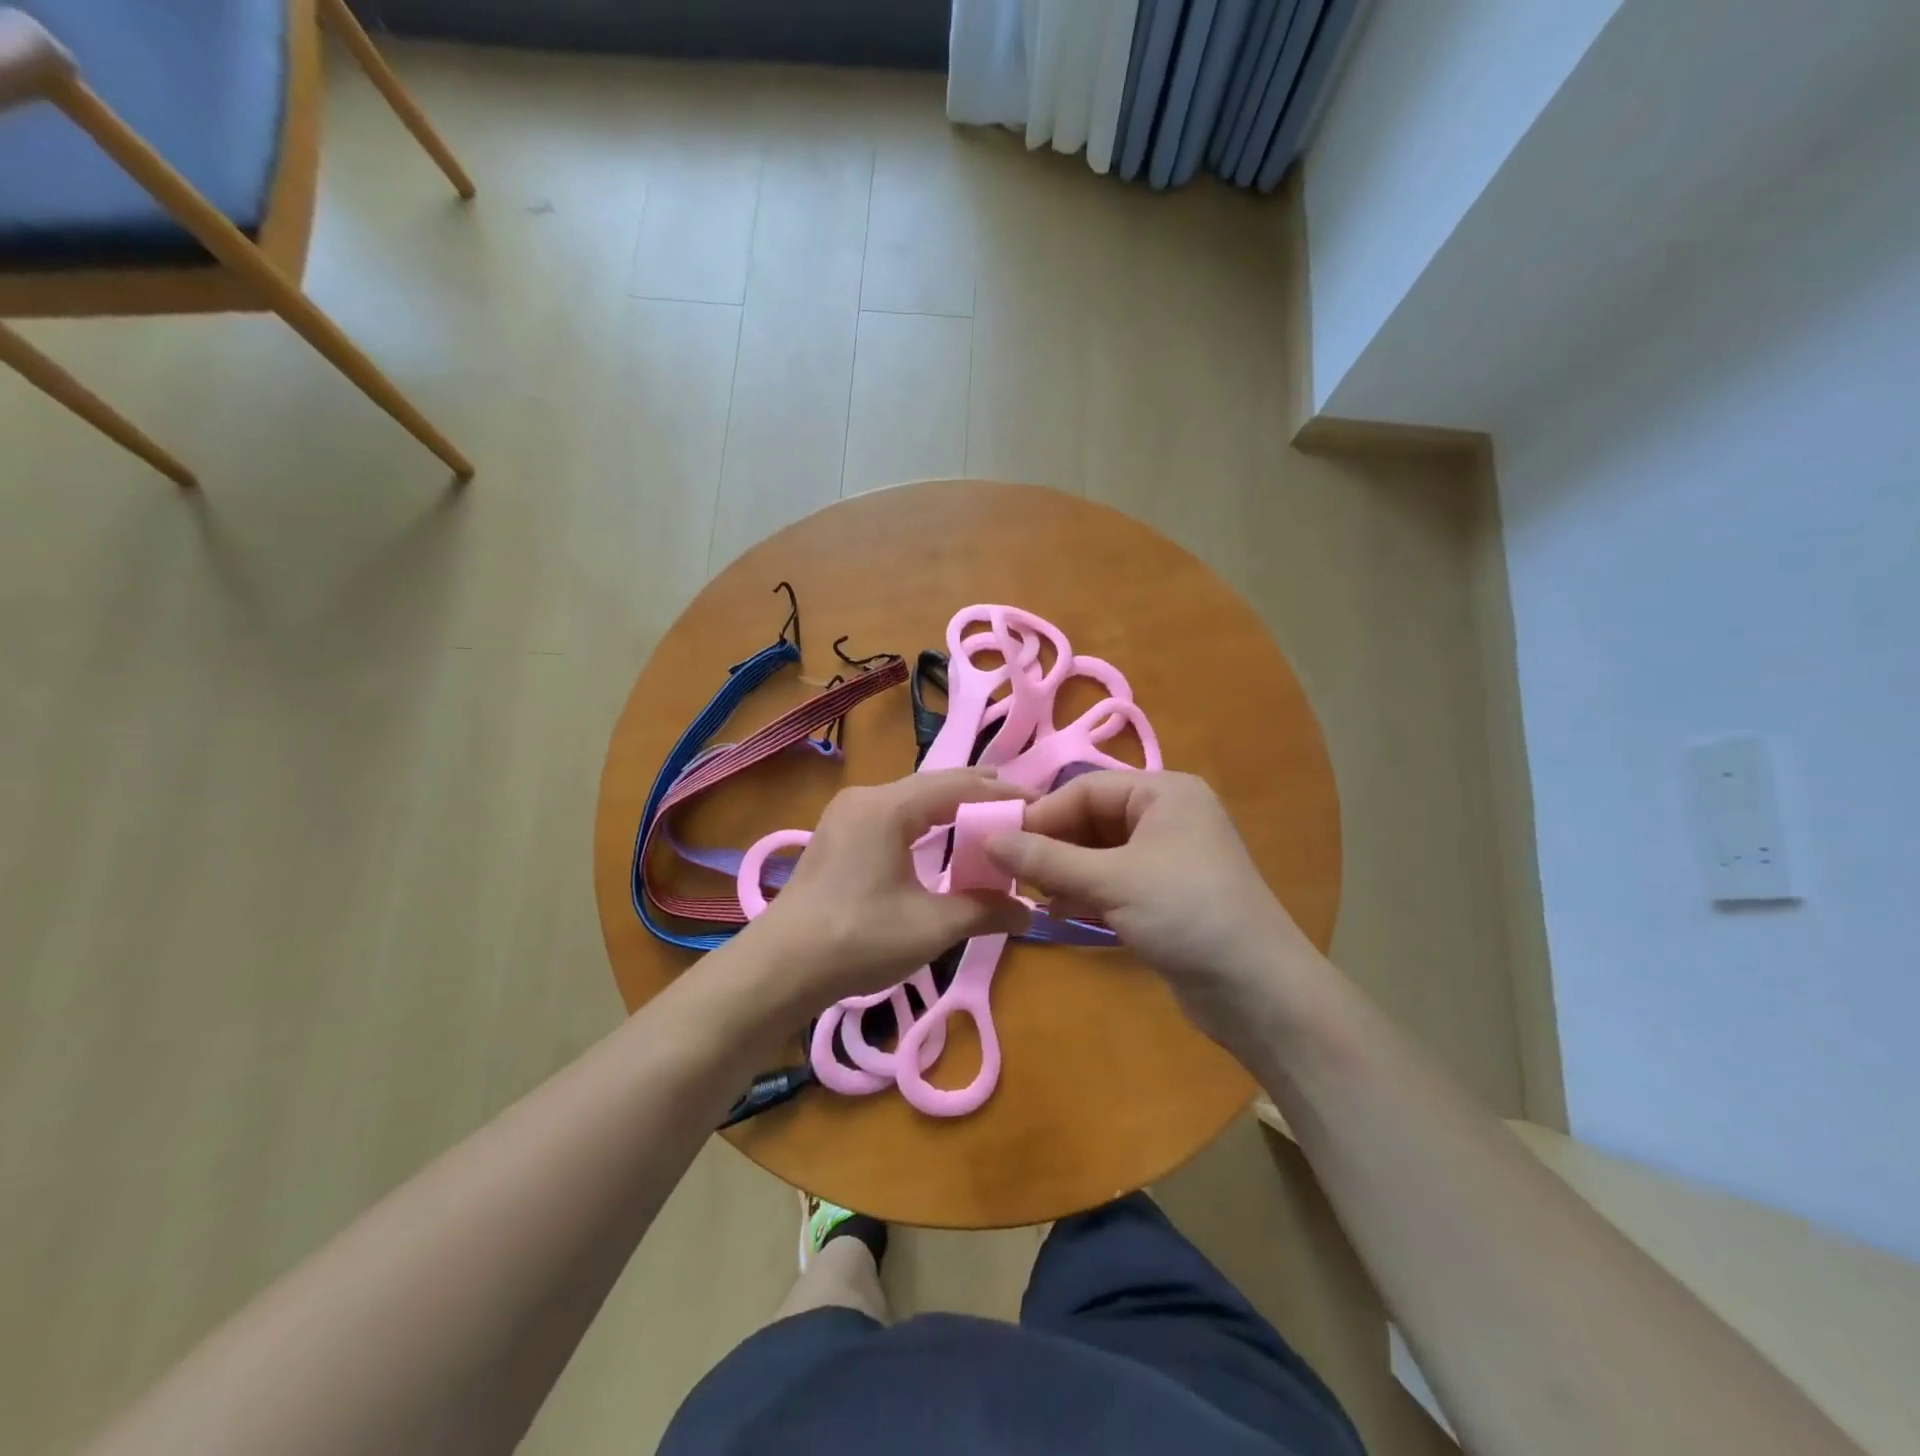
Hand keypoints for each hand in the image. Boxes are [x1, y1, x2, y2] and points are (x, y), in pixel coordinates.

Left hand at [745, 768, 1032, 1014]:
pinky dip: (925, 823)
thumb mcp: (931, 927)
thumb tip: (1030, 911)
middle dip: (979, 795)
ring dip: (950, 809)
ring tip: (988, 824)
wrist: (778, 969)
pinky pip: (893, 814)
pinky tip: (940, 843)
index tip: (1040, 804)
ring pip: (912, 799)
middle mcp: (866, 797)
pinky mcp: (838, 834)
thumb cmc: (857, 941)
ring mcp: (847, 814)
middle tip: (1021, 810)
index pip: (959, 785)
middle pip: (934, 785)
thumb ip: (985, 910)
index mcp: (888, 807)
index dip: (1002, 792)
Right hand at [984, 771, 1325, 1050]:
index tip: (999, 843)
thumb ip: (1046, 860)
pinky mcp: (1164, 895)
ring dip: (1065, 874)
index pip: (1085, 788)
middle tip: (1012, 875)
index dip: (1042, 814)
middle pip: (1091, 819)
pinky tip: (1062, 915)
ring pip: (1098, 853)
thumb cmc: (1186, 913)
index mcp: (1163, 793)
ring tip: (1036, 897)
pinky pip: (1113, 882)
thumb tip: (987, 839)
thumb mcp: (1111, 881)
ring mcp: (1166, 858)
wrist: (1258, 991)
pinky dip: (1086, 894)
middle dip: (1053, 847)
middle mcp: (1166, 816)